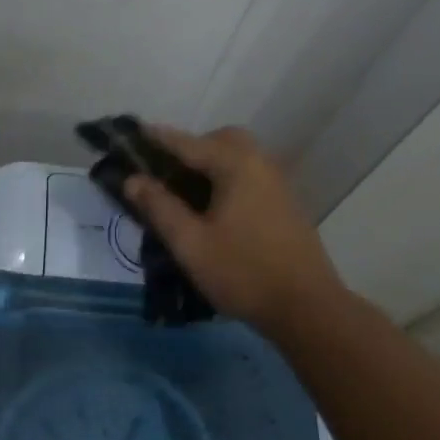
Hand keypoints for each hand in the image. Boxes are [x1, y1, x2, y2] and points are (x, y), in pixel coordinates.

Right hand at [122, 125, 346, 335]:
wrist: (307, 307)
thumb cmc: (243, 272)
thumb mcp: (191, 244)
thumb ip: (160, 207)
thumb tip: (133, 179)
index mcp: (236, 165)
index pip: (188, 143)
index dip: (158, 138)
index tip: (135, 132)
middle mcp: (260, 163)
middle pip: (222, 140)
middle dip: (193, 147)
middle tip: (168, 171)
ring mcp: (277, 183)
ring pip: (240, 157)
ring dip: (213, 163)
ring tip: (187, 191)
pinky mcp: (286, 203)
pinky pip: (251, 175)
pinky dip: (229, 178)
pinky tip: (216, 207)